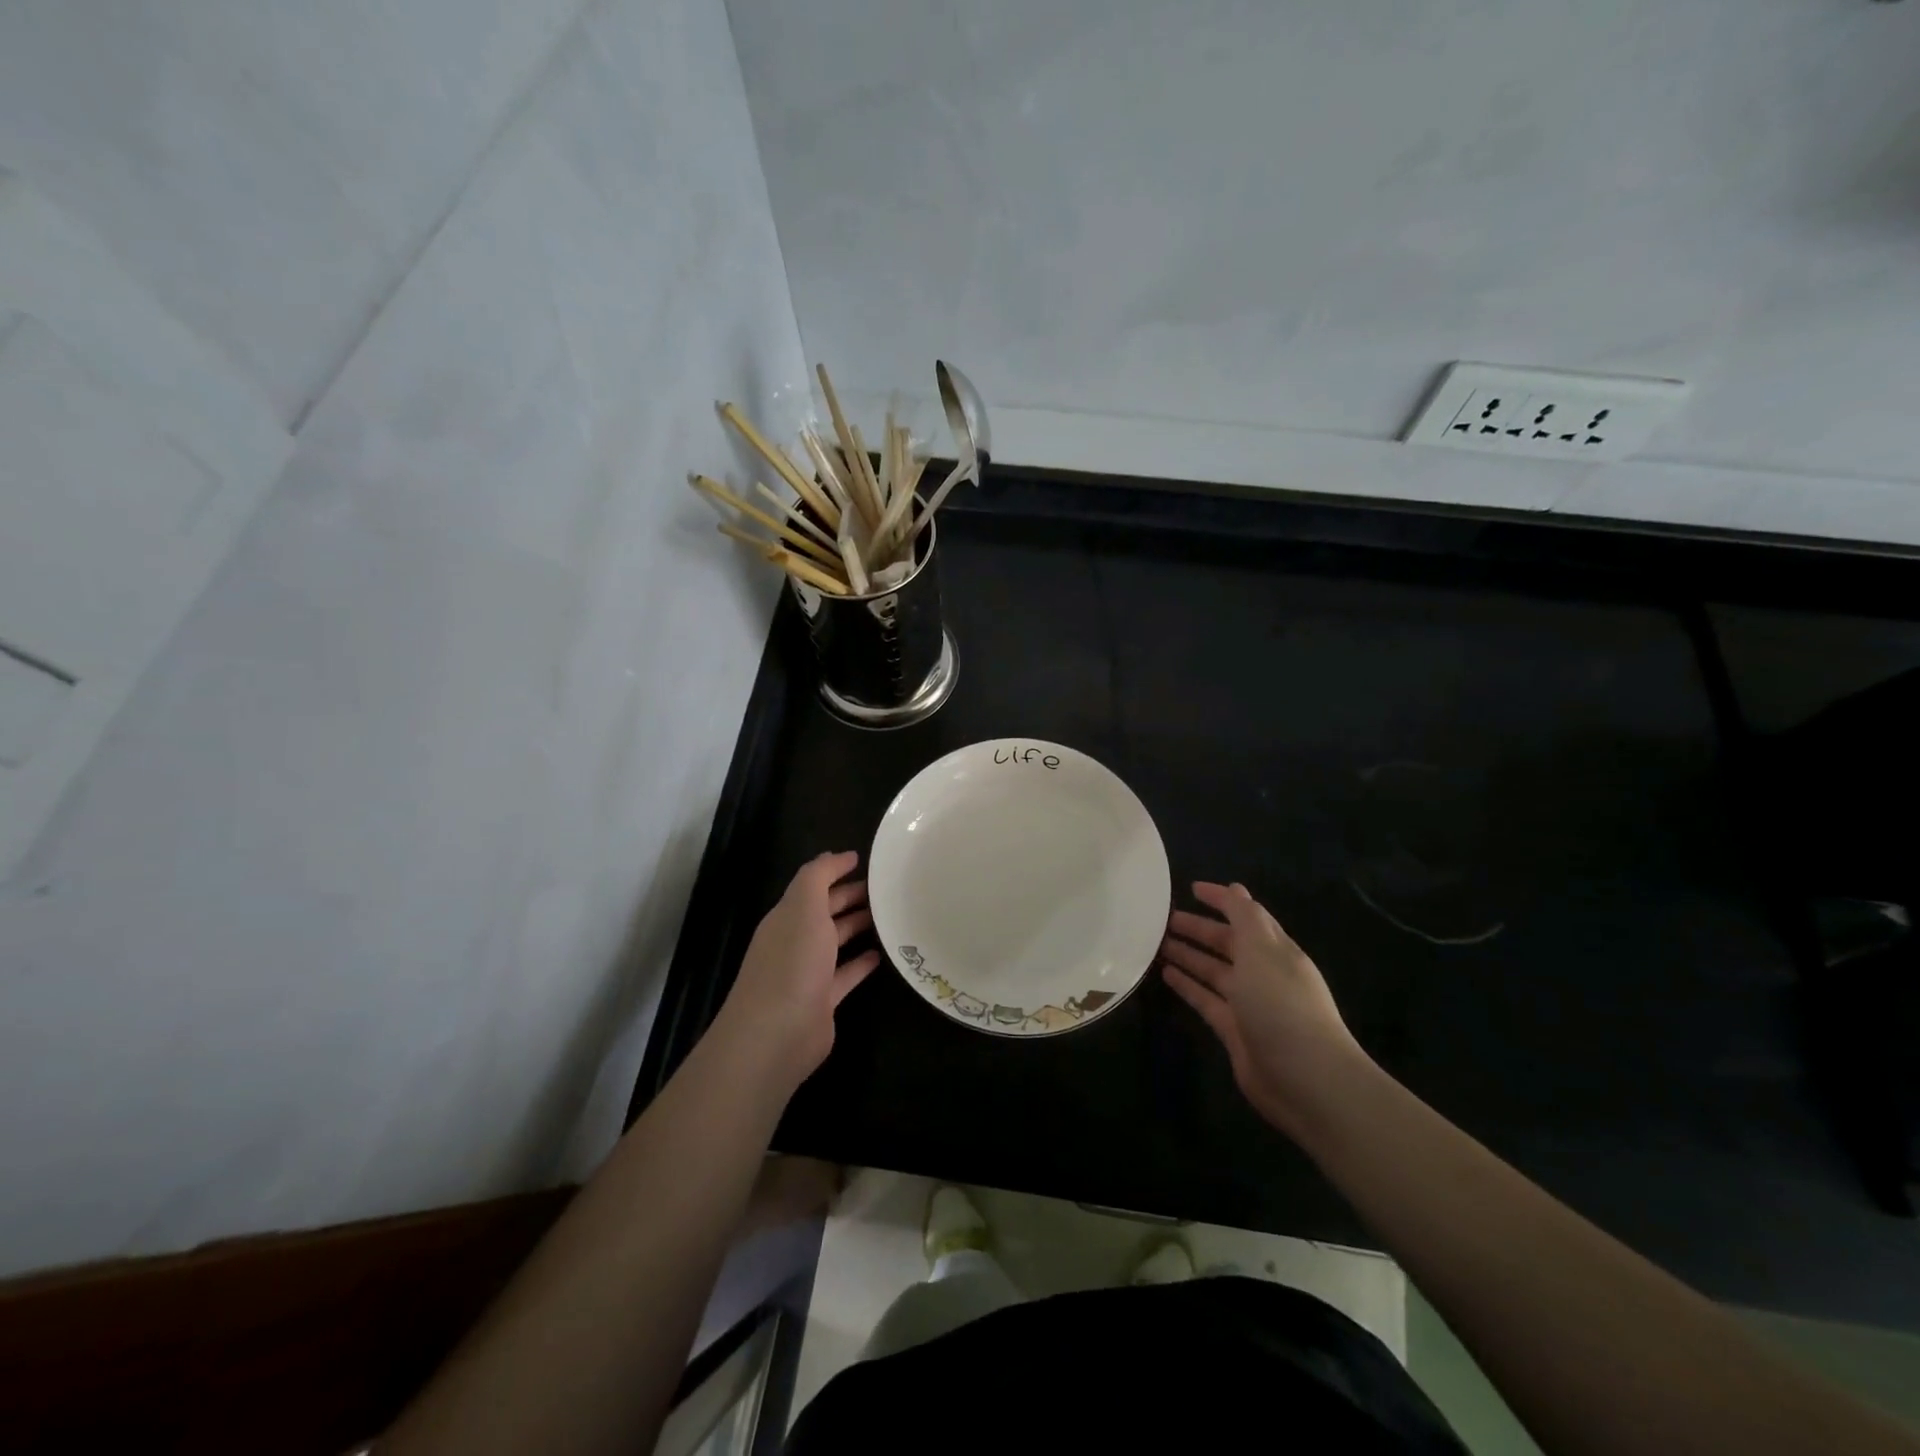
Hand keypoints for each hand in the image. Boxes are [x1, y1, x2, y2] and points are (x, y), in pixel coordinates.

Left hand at [714, 851, 881, 1091]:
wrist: (776, 1034)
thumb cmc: (791, 962)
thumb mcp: (803, 907)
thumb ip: (817, 877)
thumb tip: (834, 856)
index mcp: (787, 916)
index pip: (813, 885)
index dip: (835, 870)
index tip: (864, 860)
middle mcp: (796, 941)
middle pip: (825, 911)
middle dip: (850, 896)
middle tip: (886, 886)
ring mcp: (808, 972)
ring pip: (836, 941)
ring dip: (858, 926)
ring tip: (888, 914)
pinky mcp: (823, 1000)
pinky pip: (846, 974)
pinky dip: (862, 963)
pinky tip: (881, 955)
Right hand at [1161, 881, 1369, 1137]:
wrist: (1306, 1080)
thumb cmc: (1282, 1004)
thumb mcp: (1262, 950)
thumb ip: (1245, 917)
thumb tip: (1235, 888)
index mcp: (1275, 950)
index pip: (1246, 916)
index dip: (1222, 900)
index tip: (1191, 888)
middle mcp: (1263, 973)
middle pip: (1227, 944)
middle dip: (1199, 929)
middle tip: (1162, 919)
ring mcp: (1249, 1004)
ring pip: (1213, 971)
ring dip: (1188, 955)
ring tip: (1156, 943)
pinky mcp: (1234, 1031)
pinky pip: (1206, 1000)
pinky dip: (1187, 985)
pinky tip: (1165, 974)